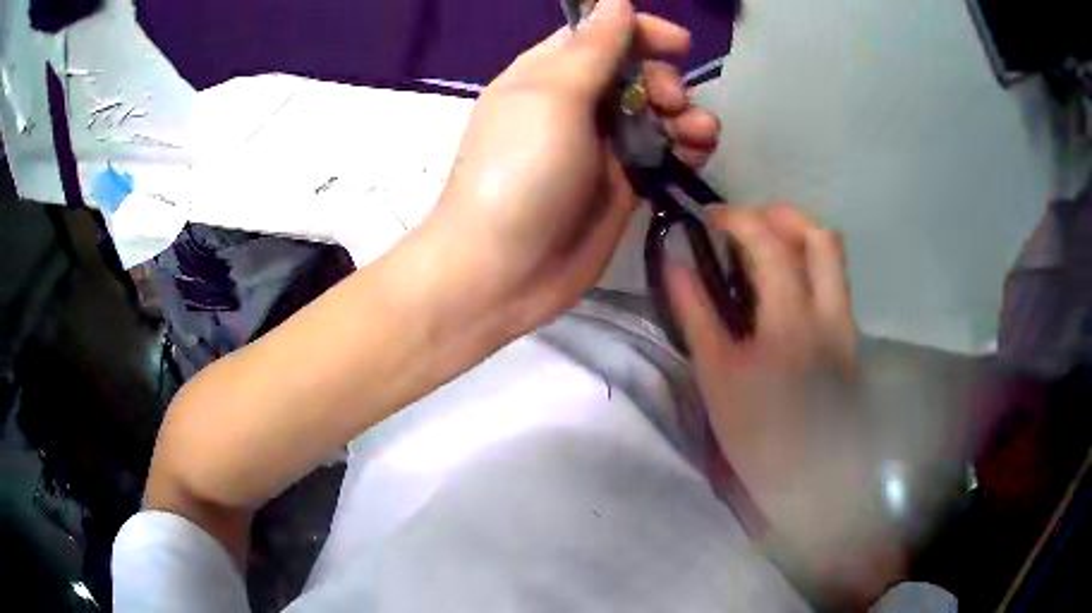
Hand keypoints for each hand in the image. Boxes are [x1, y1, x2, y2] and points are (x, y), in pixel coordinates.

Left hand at [421, 0, 719, 336]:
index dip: (641, 32)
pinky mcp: (622, 185)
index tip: (679, 45)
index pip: (601, 36)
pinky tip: (698, 154)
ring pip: (655, 114)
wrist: (504, 270)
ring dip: (685, 115)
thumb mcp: (552, 97)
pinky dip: (684, 148)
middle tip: (671, 104)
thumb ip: (592, 48)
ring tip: (699, 133)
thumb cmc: (519, 173)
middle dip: (664, 81)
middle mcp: (575, 104)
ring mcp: (600, 146)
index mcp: (548, 73)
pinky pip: (662, 153)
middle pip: (635, 73)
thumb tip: (614, 0)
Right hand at [670, 206, 901, 604]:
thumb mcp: (716, 376)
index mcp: (791, 318)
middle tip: (747, 223)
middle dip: (781, 215)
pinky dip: (810, 267)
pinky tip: (785, 290)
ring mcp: (845, 324)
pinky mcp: (850, 339)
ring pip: (834, 258)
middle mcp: (829, 311)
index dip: (737, 219)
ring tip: (766, 251)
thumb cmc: (755, 433)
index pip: (769, 243)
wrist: (806, 478)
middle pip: (820, 236)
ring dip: (800, 238)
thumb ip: (696, 313)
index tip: (709, 218)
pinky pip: (835, 283)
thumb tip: (674, 263)